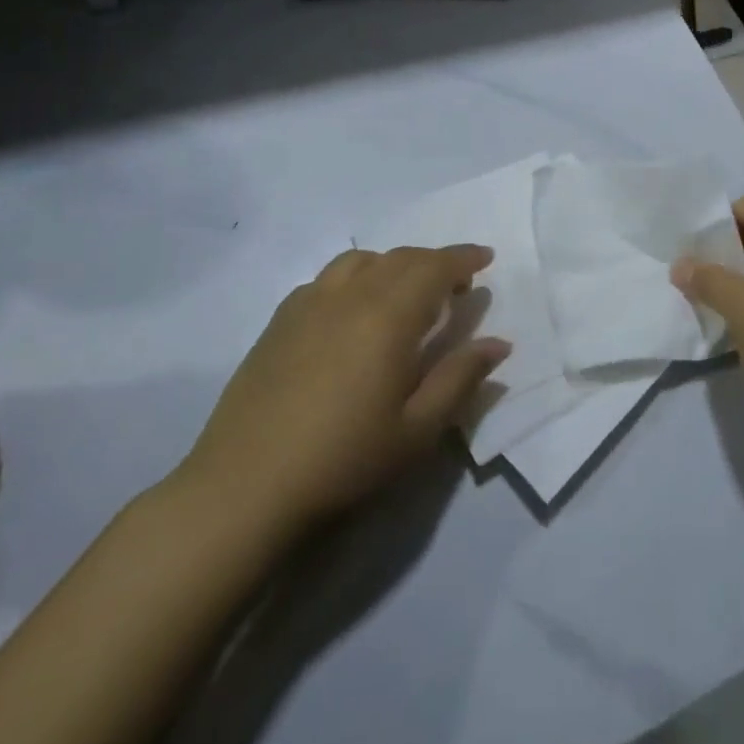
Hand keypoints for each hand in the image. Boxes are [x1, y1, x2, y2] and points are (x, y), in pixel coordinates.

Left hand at [172, 245, 510, 542]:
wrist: (245, 486)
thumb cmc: (343, 459)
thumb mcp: (417, 430)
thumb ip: (460, 379)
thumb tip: (498, 343)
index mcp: (388, 315)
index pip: (435, 267)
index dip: (464, 258)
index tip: (485, 258)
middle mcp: (350, 294)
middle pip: (401, 258)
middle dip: (434, 262)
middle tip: (456, 285)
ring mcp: (309, 302)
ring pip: (362, 260)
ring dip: (393, 265)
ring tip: (404, 293)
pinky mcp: (280, 319)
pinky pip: (328, 278)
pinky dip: (355, 278)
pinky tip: (352, 311)